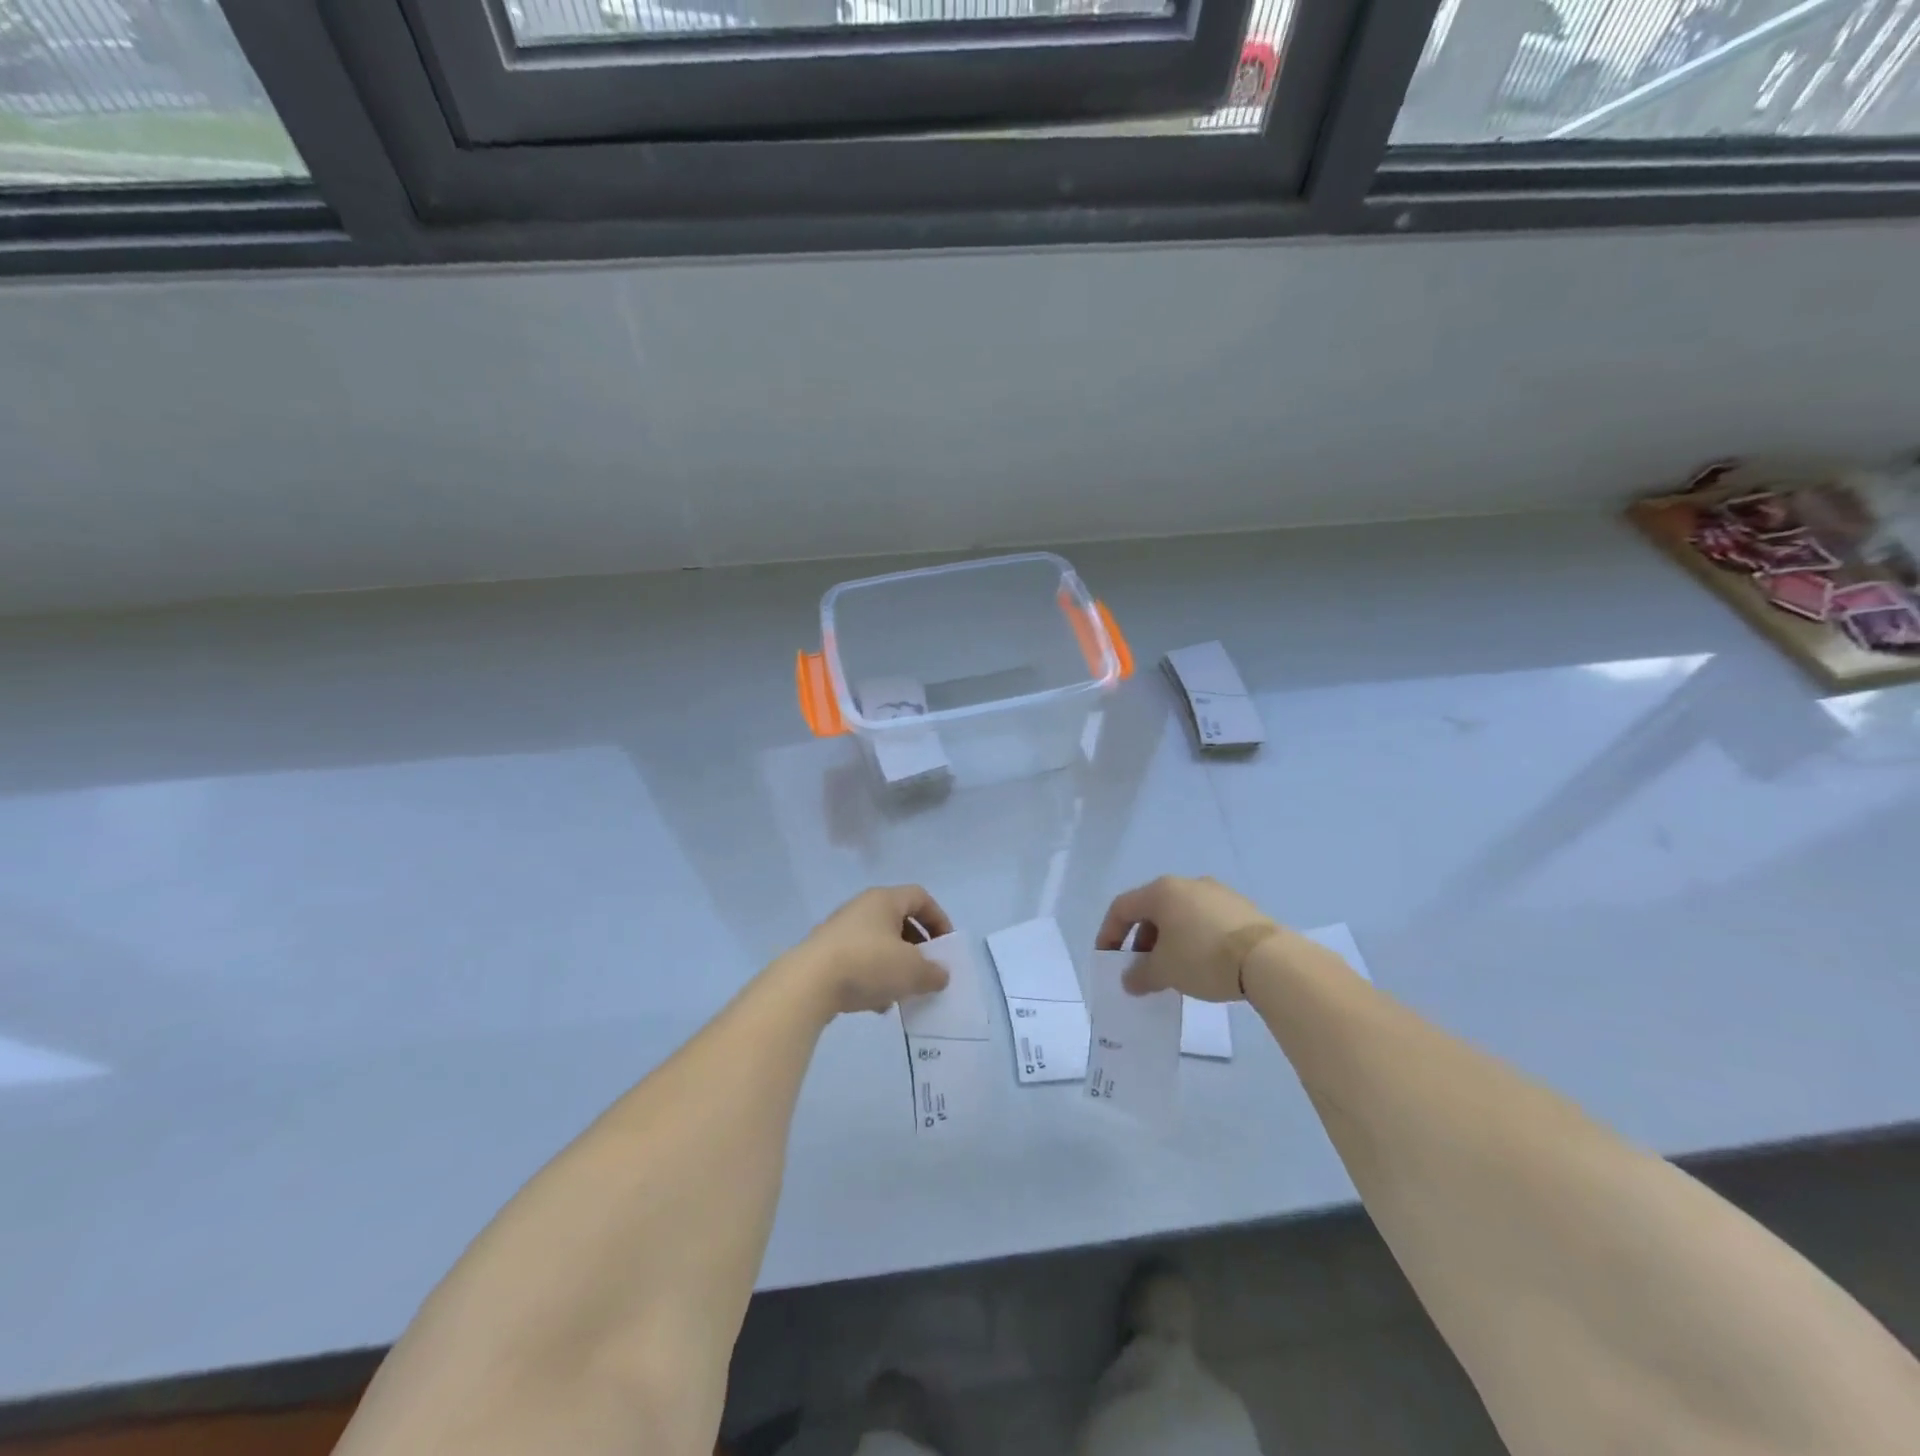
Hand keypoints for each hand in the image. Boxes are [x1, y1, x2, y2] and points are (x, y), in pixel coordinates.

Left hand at [790, 885, 954, 1017]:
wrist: (807, 984)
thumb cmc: (867, 964)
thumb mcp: (911, 971)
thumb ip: (933, 972)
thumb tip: (940, 974)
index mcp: (884, 900)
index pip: (920, 897)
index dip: (938, 918)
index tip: (946, 946)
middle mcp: (861, 908)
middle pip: (899, 921)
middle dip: (917, 947)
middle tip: (927, 969)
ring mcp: (840, 931)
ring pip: (879, 944)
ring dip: (895, 966)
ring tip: (904, 991)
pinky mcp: (825, 955)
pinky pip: (859, 962)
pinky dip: (873, 979)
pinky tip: (878, 1004)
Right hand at [1095, 875, 1279, 1001]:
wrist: (1269, 960)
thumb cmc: (1203, 957)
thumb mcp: (1165, 971)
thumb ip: (1140, 974)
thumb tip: (1130, 980)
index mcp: (1162, 891)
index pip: (1122, 908)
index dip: (1109, 933)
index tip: (1108, 960)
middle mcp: (1187, 884)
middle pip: (1152, 910)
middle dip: (1142, 941)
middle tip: (1141, 968)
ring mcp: (1218, 893)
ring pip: (1180, 916)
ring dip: (1168, 941)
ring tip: (1172, 971)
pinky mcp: (1242, 908)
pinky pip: (1205, 922)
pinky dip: (1193, 940)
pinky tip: (1201, 965)